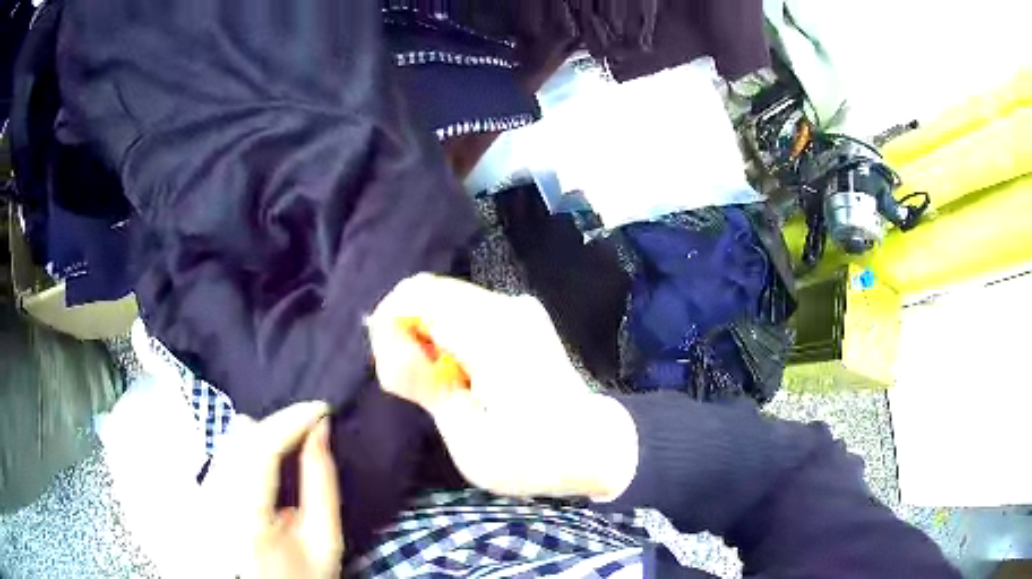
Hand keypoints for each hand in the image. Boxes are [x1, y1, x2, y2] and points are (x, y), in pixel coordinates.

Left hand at [202, 401, 343, 578]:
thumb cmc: (301, 577)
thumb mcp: (324, 541)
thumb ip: (322, 484)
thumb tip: (319, 431)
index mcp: (246, 517)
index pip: (261, 450)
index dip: (291, 421)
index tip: (321, 408)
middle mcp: (214, 500)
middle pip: (241, 439)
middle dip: (278, 426)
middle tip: (309, 427)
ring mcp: (202, 496)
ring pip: (229, 443)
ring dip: (262, 435)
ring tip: (291, 441)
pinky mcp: (199, 495)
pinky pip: (222, 456)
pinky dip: (246, 448)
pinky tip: (265, 458)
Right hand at [368, 274, 637, 499]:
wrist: (593, 447)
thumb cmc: (533, 457)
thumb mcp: (470, 439)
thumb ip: (425, 384)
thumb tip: (388, 340)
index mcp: (493, 336)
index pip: (414, 296)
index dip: (388, 328)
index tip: (394, 375)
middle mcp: (505, 308)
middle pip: (426, 292)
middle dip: (403, 333)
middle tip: (411, 386)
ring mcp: (516, 308)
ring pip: (442, 299)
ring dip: (424, 335)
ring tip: (436, 386)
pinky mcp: (520, 316)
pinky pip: (463, 310)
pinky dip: (445, 336)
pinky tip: (457, 375)